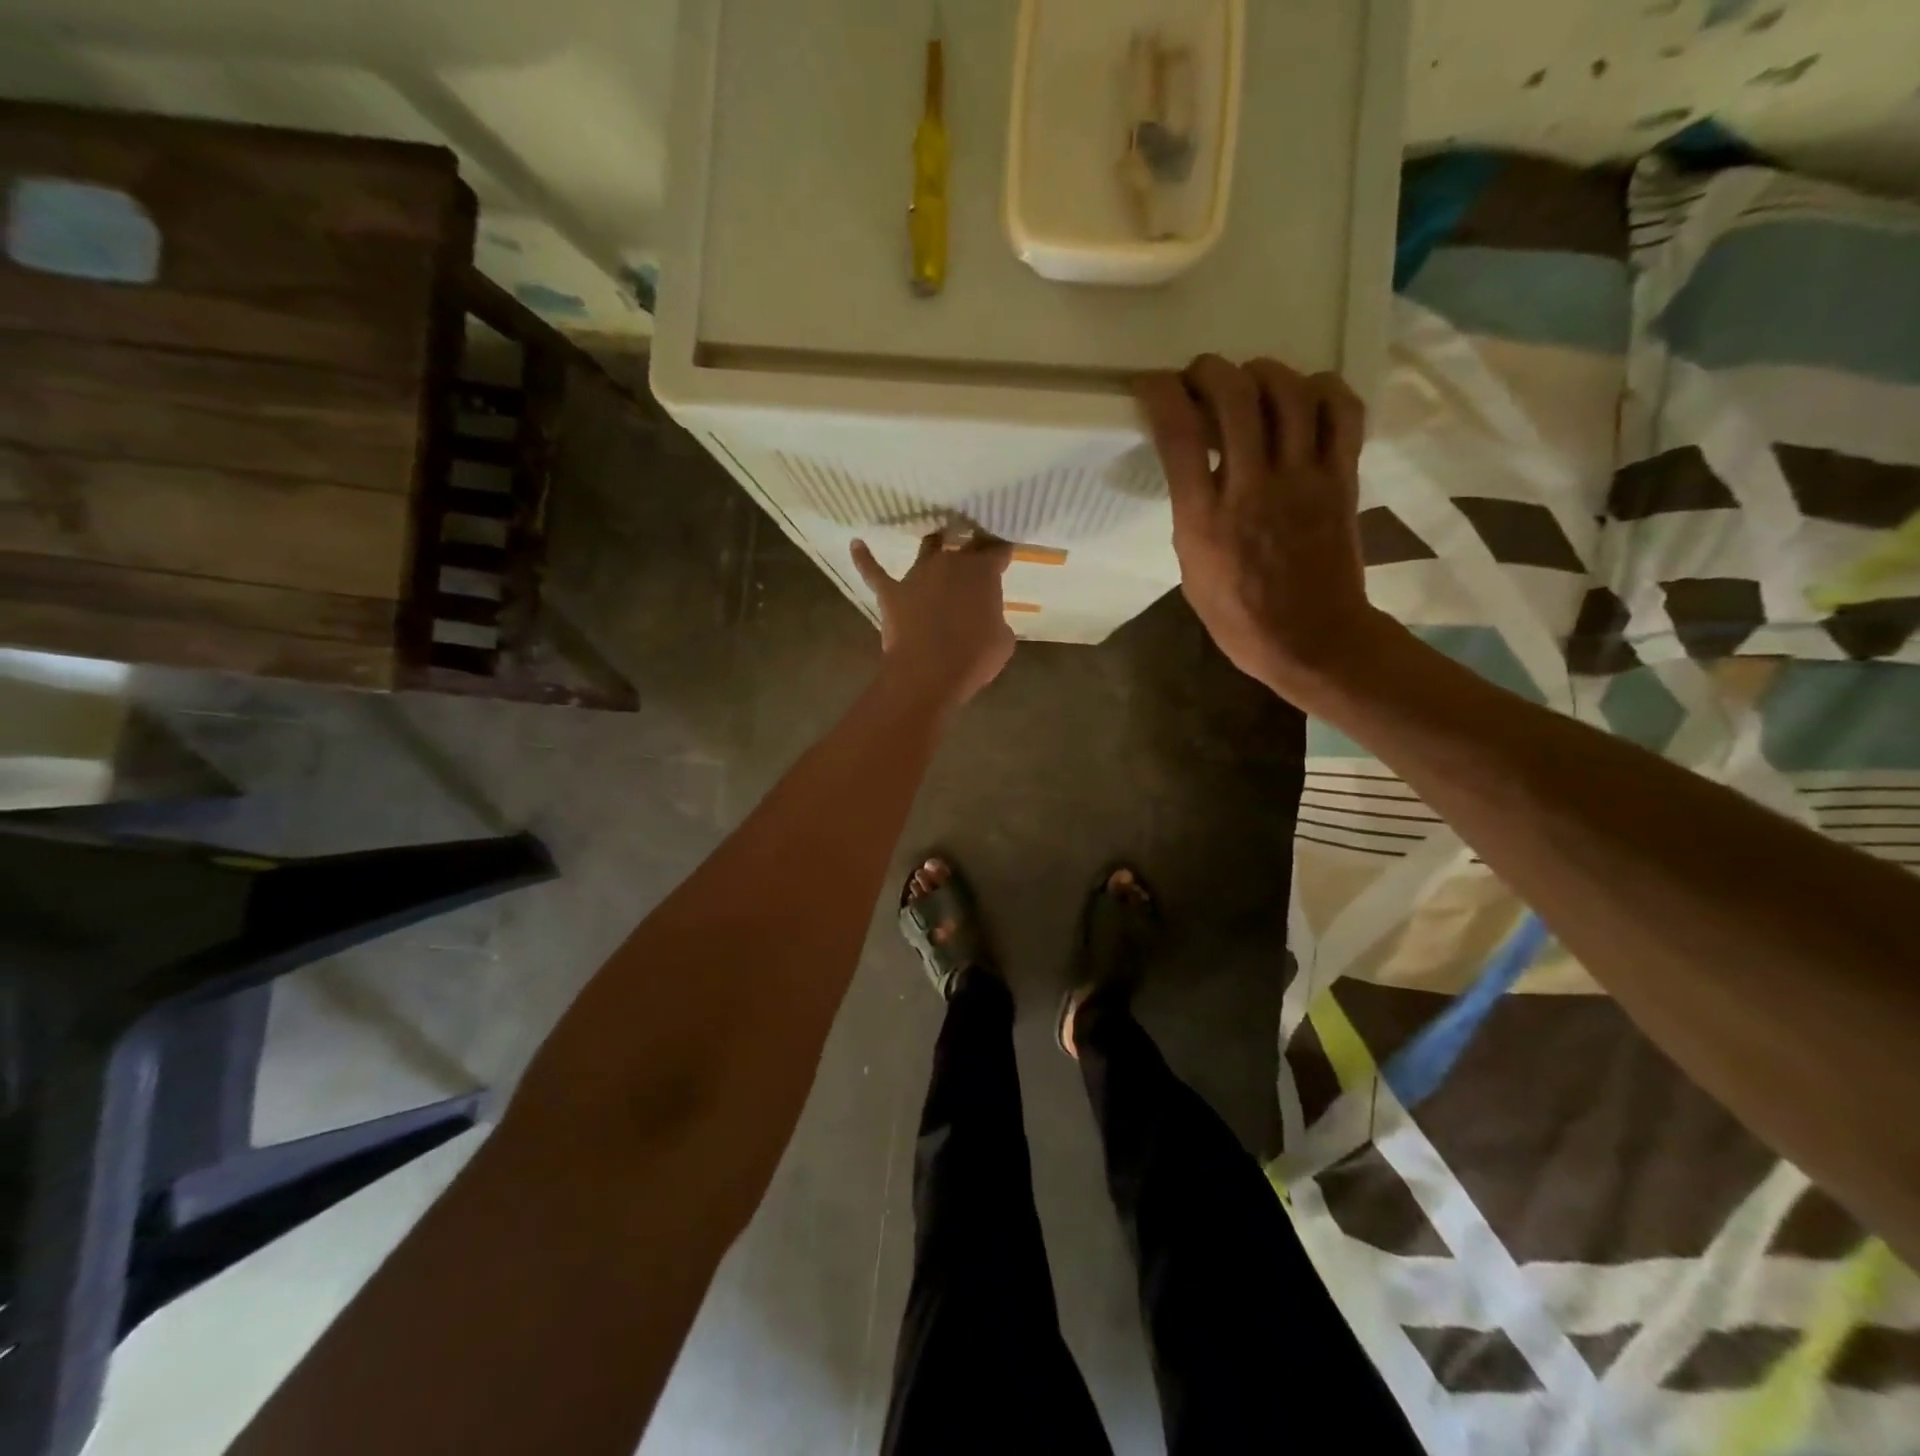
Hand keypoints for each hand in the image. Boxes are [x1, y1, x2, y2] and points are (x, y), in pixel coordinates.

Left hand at [851, 531, 1015, 709]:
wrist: (929, 673)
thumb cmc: (974, 657)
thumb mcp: (1002, 639)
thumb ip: (995, 619)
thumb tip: (984, 618)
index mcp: (982, 572)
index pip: (997, 549)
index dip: (1002, 550)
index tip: (1005, 552)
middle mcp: (950, 563)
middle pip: (963, 544)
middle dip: (971, 544)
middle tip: (976, 546)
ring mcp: (917, 575)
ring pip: (927, 548)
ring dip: (934, 546)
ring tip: (937, 541)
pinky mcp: (891, 592)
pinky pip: (874, 571)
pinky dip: (865, 558)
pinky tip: (856, 544)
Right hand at [1135, 355, 1387, 706]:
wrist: (1312, 640)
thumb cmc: (1239, 617)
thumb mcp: (1191, 568)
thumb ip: (1192, 513)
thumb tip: (1196, 471)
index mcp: (1204, 518)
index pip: (1177, 433)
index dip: (1160, 392)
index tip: (1151, 385)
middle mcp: (1252, 487)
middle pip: (1235, 395)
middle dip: (1210, 370)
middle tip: (1201, 376)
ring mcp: (1304, 479)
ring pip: (1290, 391)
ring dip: (1264, 372)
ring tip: (1251, 381)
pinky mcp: (1342, 479)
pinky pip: (1343, 412)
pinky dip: (1324, 390)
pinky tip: (1306, 396)